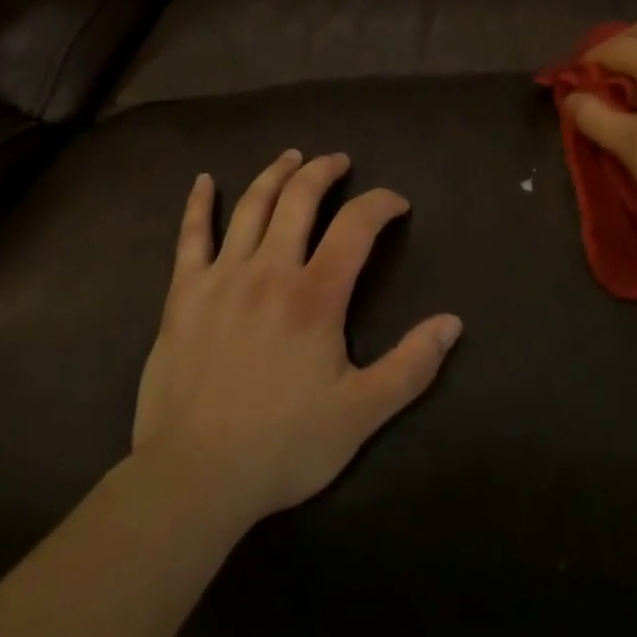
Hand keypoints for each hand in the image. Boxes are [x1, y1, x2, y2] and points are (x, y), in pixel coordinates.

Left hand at [131, 150, 462, 531]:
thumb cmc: (282, 446)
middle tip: (338, 161)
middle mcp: (270, 269)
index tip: (396, 203)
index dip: (381, 203)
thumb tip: (453, 323)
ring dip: (276, 174)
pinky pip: (191, 236)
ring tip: (292, 157)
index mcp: (315, 295)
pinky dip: (198, 204)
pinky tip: (204, 181)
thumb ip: (410, 366)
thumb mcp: (360, 415)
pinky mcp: (184, 293)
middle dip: (324, 171)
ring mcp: (222, 276)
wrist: (193, 480)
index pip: (356, 225)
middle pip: (300, 198)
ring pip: (252, 205)